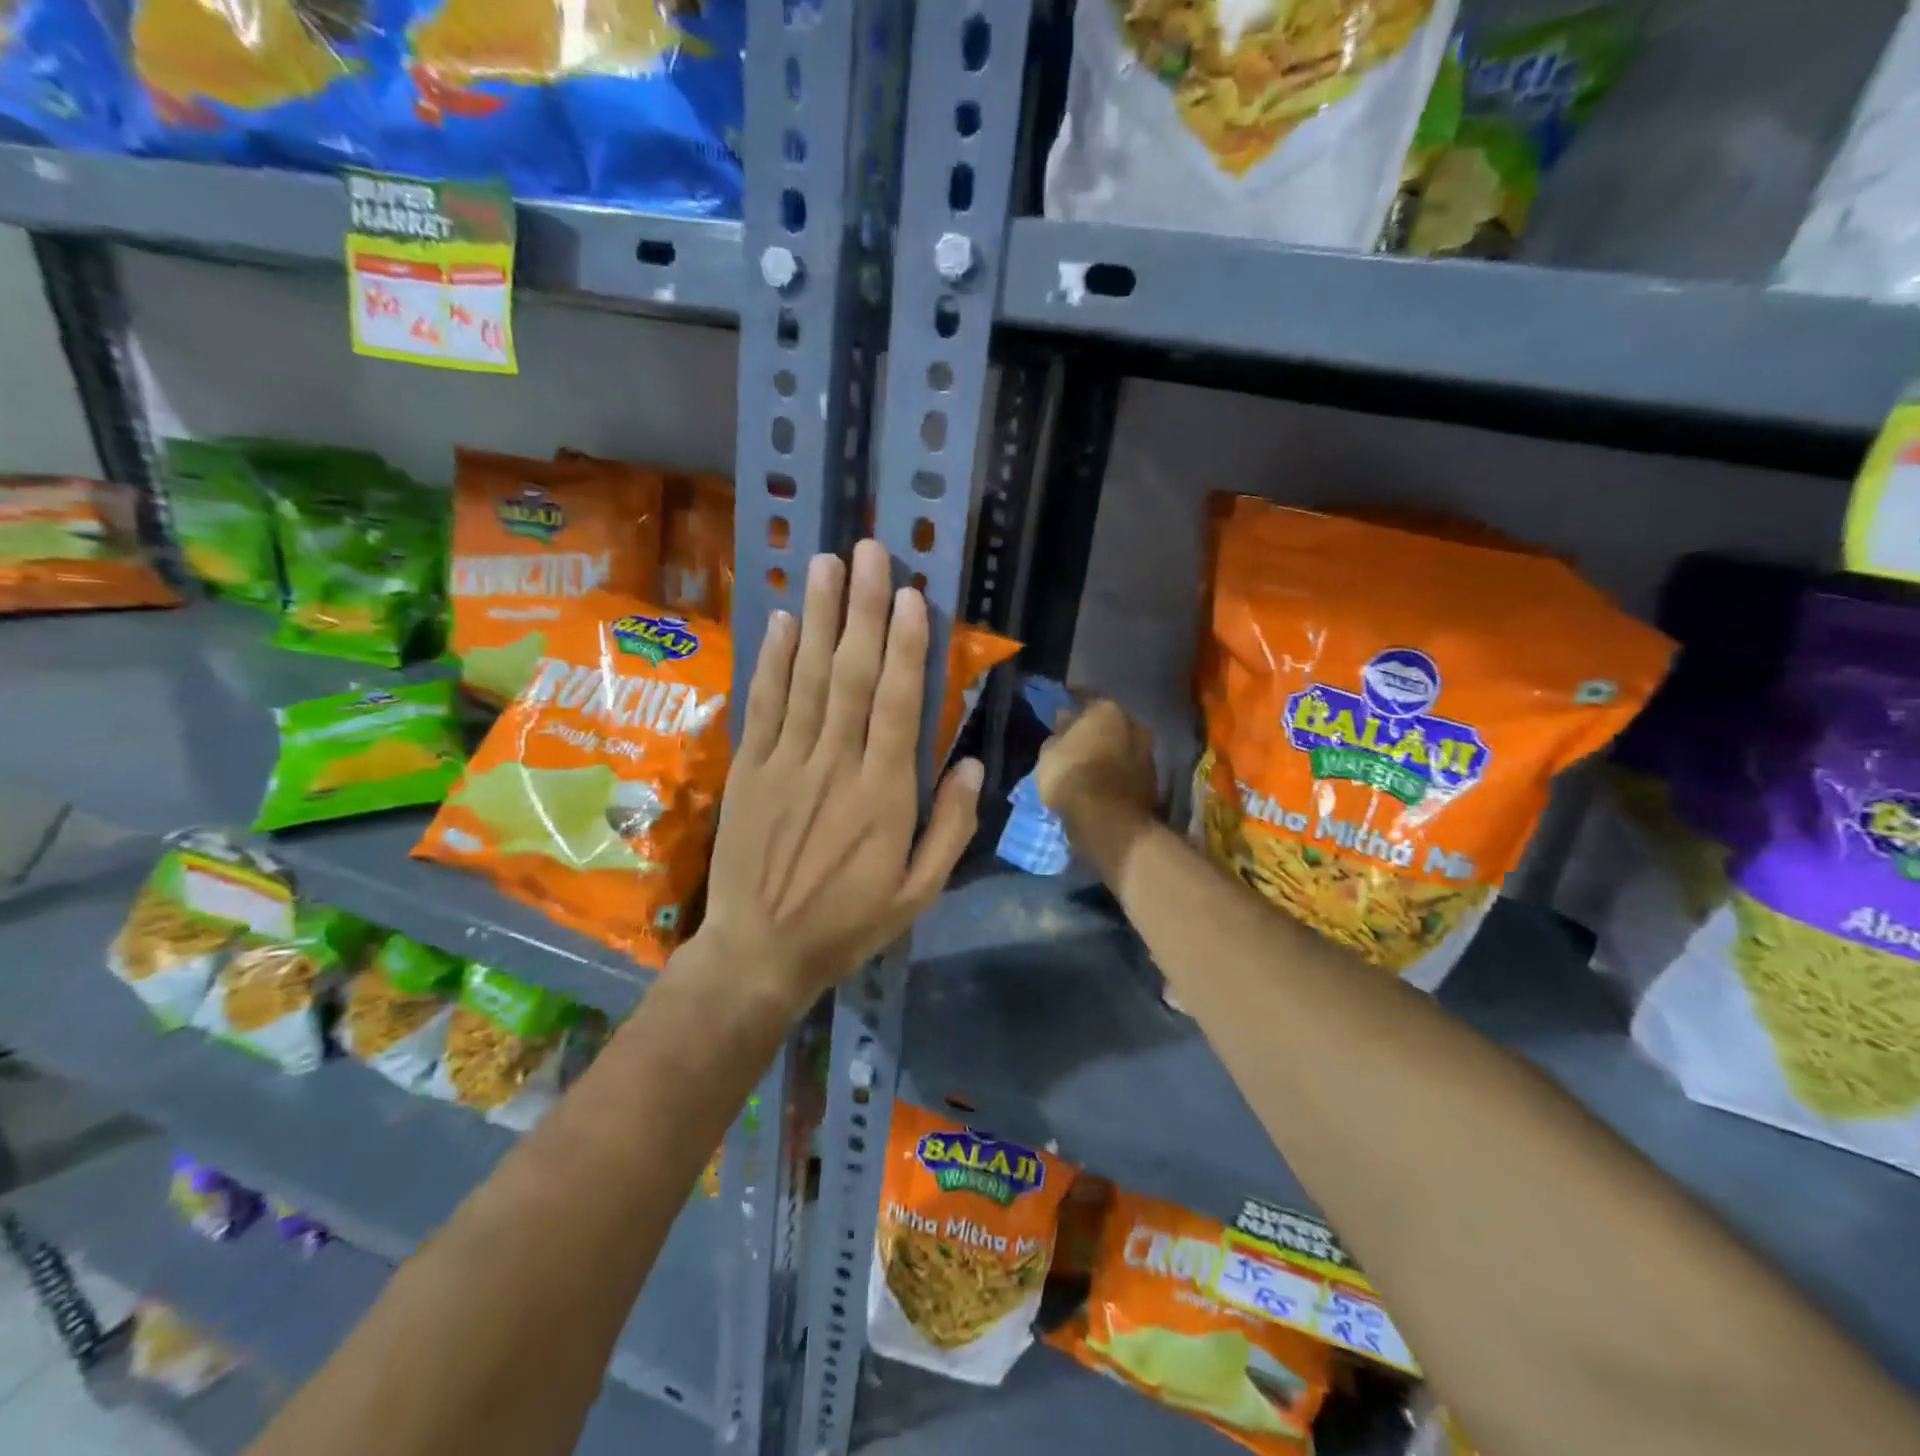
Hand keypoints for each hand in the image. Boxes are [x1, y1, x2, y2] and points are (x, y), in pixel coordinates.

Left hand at [690, 540, 981, 1008]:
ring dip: (817, 617)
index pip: (896, 704)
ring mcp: (785, 762)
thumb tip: (970, 762)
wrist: (760, 953)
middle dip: (863, 609)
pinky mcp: (749, 769)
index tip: (912, 595)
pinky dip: (771, 661)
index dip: (905, 646)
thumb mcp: (918, 892)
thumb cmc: (848, 923)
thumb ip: (949, 827)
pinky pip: (762, 705)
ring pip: (805, 678)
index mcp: (883, 794)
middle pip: (850, 674)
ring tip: (827, 564)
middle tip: (871, 551)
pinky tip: (779, 620)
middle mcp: (834, 764)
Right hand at [1035, 698, 1156, 818]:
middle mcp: (1134, 725)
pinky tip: (1105, 782)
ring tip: (1092, 765)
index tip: (1063, 713)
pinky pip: (1130, 770)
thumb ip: (1058, 733)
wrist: (1108, 820)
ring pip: (1124, 746)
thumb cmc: (1072, 777)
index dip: (1073, 706)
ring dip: (1111, 752)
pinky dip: (1119, 773)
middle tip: (1079, 741)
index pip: (1087, 699)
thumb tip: (1066, 718)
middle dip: (1098, 730)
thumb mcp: (1049, 754)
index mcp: (1107, 711)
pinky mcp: (1153, 782)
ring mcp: (1148, 754)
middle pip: (1111, 723)